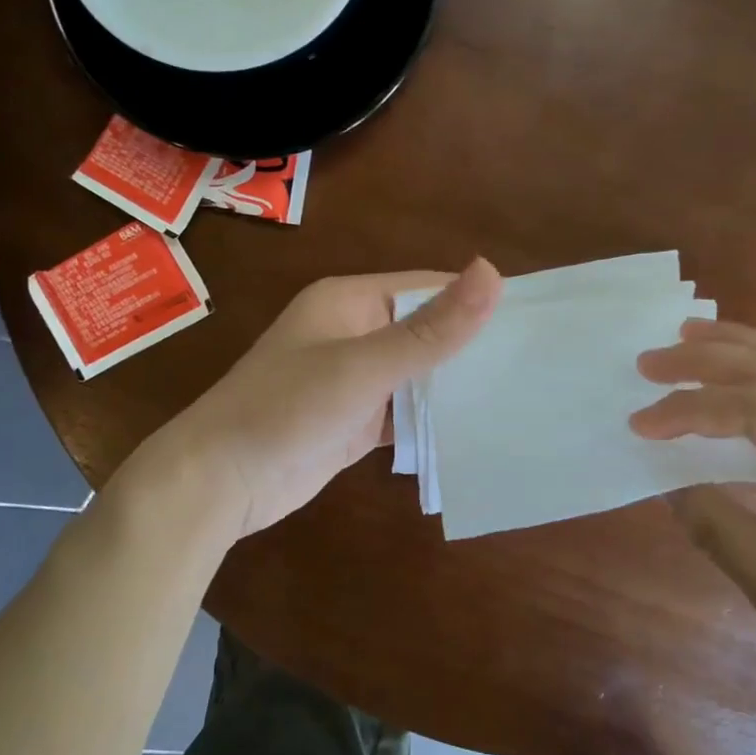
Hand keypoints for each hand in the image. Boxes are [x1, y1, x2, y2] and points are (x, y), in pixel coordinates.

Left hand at [139, 259, 501, 540]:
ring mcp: (354, 379)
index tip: (532, 320)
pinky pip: (404, 411)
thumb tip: (492, 272)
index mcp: (350, 301)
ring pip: (417, 373)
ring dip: (455, 385)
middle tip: (536, 364)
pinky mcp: (355, 420)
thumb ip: (430, 329)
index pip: (427, 288)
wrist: (218, 482)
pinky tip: (475, 430)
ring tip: (521, 394)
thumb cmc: (286, 409)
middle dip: (470, 346)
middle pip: (425, 330)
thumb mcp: (364, 366)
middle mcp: (354, 332)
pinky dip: (432, 419)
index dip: (475, 300)